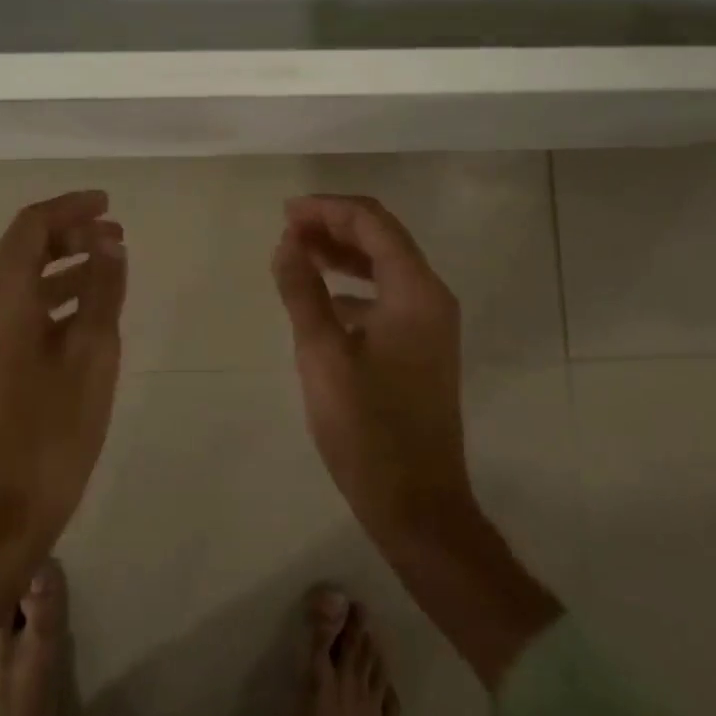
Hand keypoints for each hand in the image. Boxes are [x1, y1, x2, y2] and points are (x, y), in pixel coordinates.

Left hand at [0, 190, 125, 661]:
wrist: (1, 512)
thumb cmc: (52, 430)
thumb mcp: (92, 354)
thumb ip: (102, 290)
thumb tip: (111, 242)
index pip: (31, 226)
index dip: (71, 208)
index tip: (109, 204)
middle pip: (23, 248)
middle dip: (70, 234)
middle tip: (116, 236)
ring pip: (22, 278)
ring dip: (64, 264)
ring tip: (111, 264)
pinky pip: (20, 307)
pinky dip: (54, 295)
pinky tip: (89, 308)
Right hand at [272, 194, 561, 686]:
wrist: (418, 506)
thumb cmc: (367, 429)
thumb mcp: (323, 354)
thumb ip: (302, 291)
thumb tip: (287, 244)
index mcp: (415, 290)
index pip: (372, 223)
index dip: (327, 209)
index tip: (285, 214)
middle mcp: (431, 297)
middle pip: (382, 238)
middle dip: (334, 225)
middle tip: (287, 228)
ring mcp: (430, 324)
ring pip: (384, 266)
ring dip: (342, 253)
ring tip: (297, 252)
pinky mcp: (421, 347)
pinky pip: (386, 296)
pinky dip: (353, 285)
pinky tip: (320, 299)